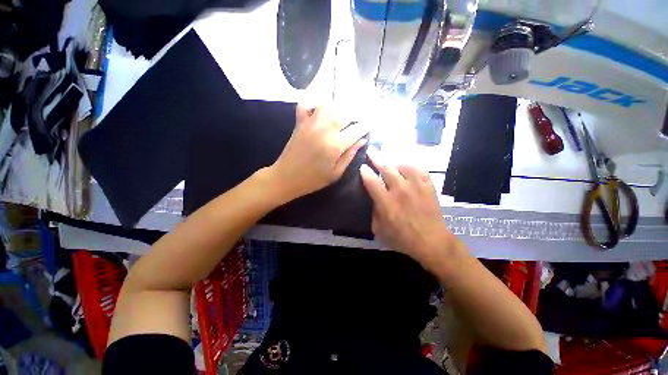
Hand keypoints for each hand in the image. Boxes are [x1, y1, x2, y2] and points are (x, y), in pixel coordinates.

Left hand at [270, 104, 367, 199]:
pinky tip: (319, 109)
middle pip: (345, 115)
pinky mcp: (300, 122)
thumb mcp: (336, 173)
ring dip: (337, 107)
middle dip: (355, 116)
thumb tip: (362, 141)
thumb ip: (350, 156)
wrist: (286, 178)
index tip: (369, 125)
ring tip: (341, 115)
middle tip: (358, 121)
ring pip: (328, 104)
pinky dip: (313, 103)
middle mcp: (325, 129)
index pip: (357, 130)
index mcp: (336, 145)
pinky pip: (306, 105)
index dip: (365, 127)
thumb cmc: (313, 180)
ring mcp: (311, 123)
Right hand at [359, 148, 457, 268]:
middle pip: (386, 168)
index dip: (365, 171)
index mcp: (387, 202)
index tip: (362, 166)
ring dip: (393, 162)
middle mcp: (400, 190)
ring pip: (402, 165)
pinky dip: (410, 166)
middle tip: (371, 150)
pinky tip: (406, 167)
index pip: (372, 181)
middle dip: (376, 157)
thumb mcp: (379, 230)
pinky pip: (418, 169)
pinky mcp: (428, 186)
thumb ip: (373, 212)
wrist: (432, 241)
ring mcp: (416, 186)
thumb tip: (373, 198)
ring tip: (389, 161)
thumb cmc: (403, 238)